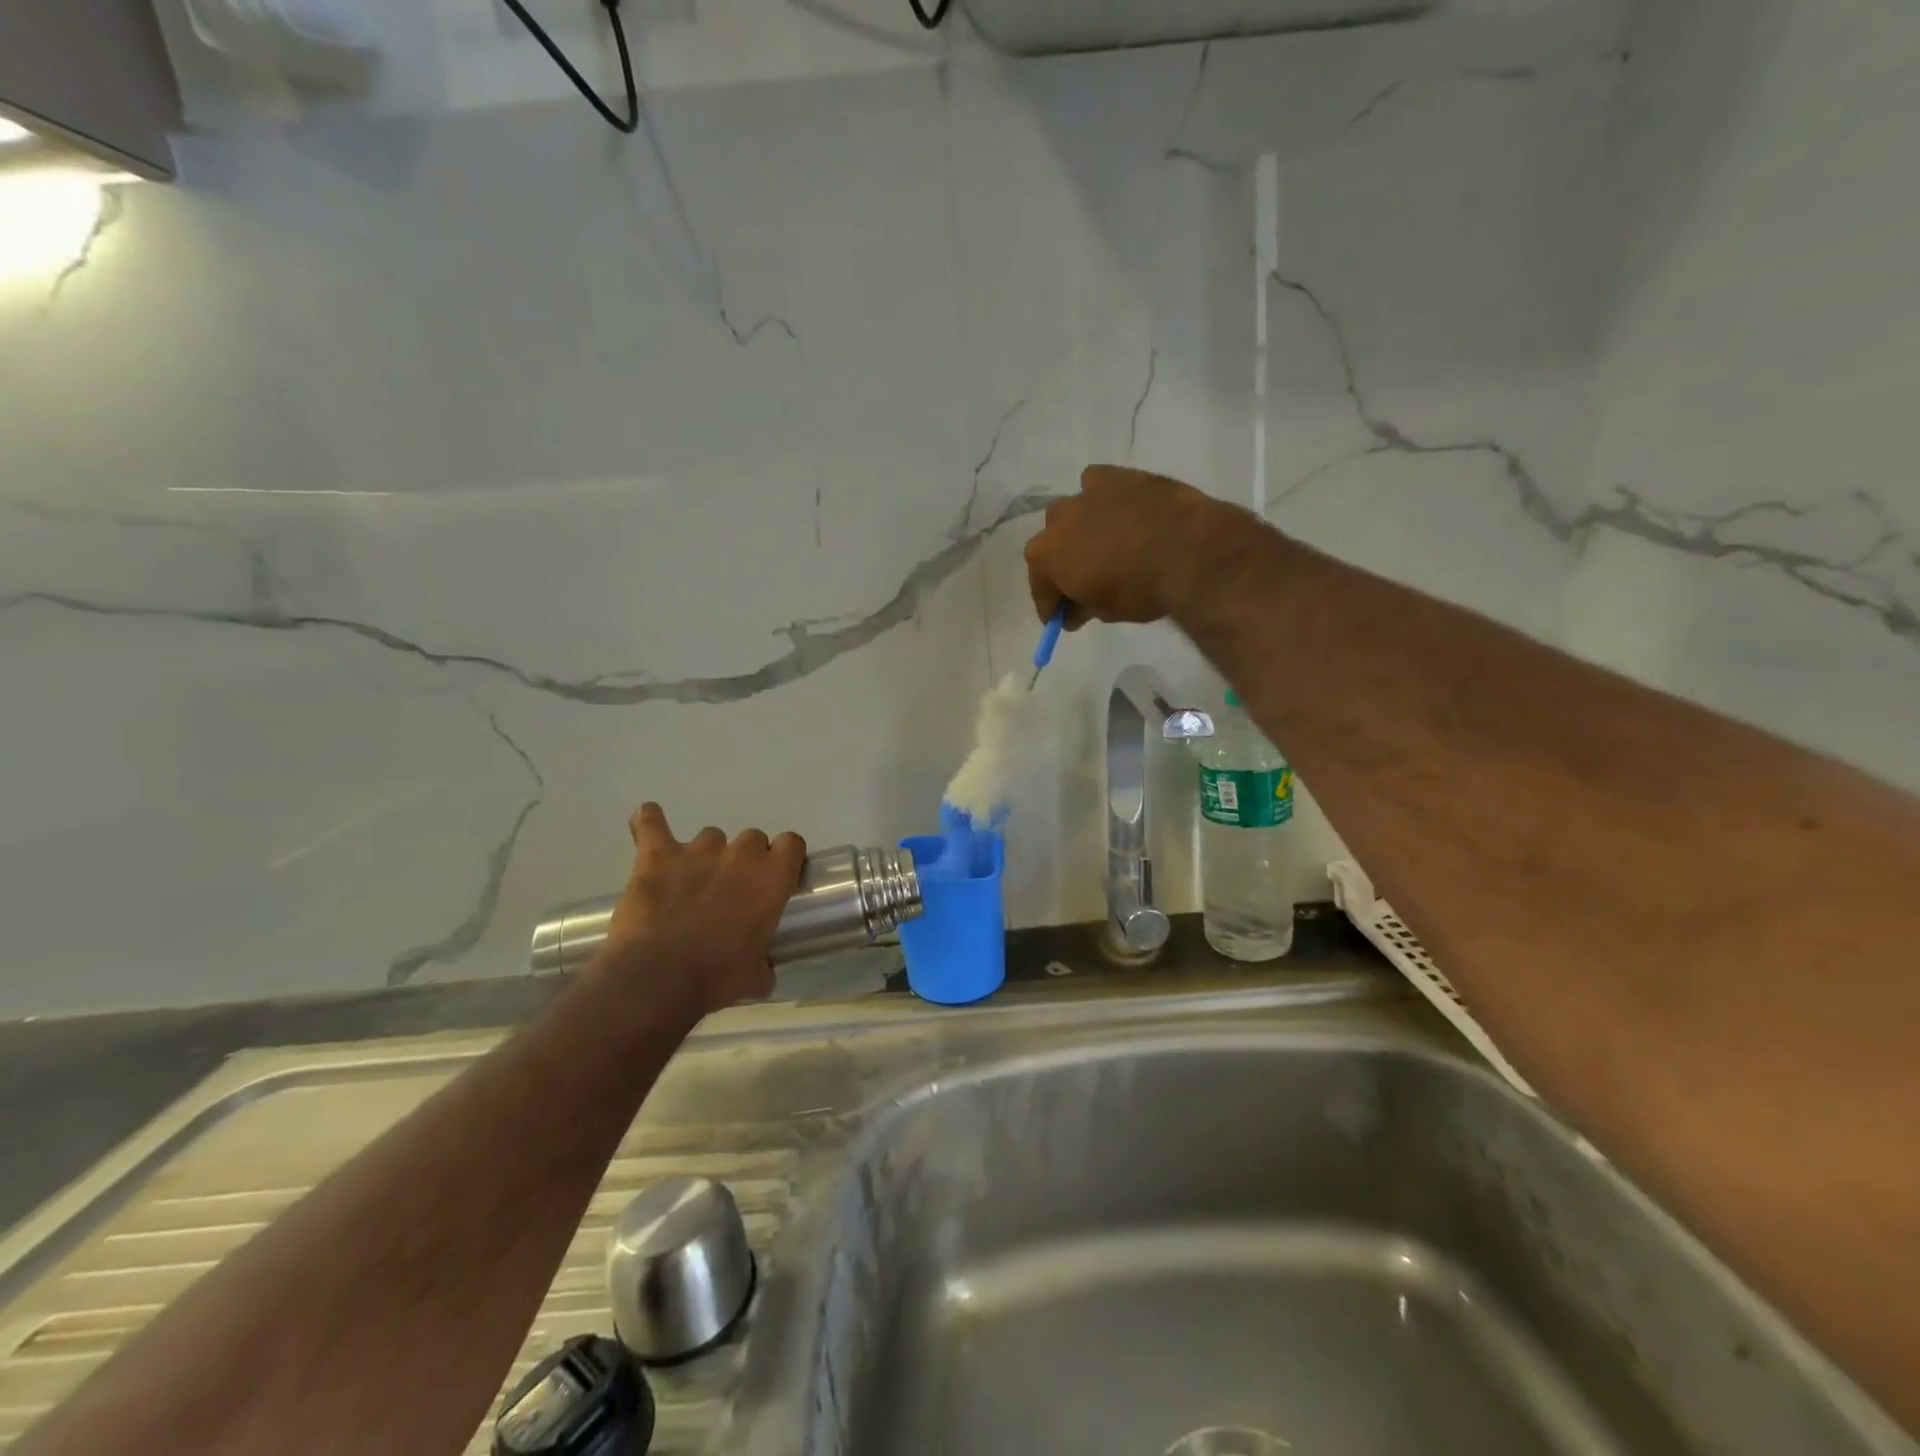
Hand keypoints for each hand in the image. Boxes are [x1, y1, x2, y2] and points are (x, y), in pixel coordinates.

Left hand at [602, 804, 806, 1020]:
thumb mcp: (756, 978)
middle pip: (751, 839)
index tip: (777, 879)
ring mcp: (697, 851)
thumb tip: (762, 968)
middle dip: (744, 861)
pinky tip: (647, 820)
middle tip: (731, 892)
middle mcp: (740, 854)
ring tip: (690, 884)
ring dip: (705, 856)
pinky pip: (650, 824)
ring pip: (710, 837)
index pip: (791, 843)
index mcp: (771, 877)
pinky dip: (648, 822)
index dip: (785, 859)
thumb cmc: (717, 977)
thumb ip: (764, 962)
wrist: (658, 978)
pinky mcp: (657, 856)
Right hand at [1023, 465, 1228, 627]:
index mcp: (1045, 556)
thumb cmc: (1140, 589)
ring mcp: (1084, 493)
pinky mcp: (1113, 475)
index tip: (1061, 618)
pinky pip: (1096, 486)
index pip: (1040, 588)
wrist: (1189, 551)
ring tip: (1104, 544)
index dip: (1051, 606)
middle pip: (1052, 546)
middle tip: (1084, 582)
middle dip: (1063, 565)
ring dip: (1080, 529)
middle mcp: (1056, 520)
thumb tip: (1073, 611)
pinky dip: (1102, 499)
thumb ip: (1082, 608)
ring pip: (1072, 513)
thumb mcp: (1106, 612)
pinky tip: (1118, 511)